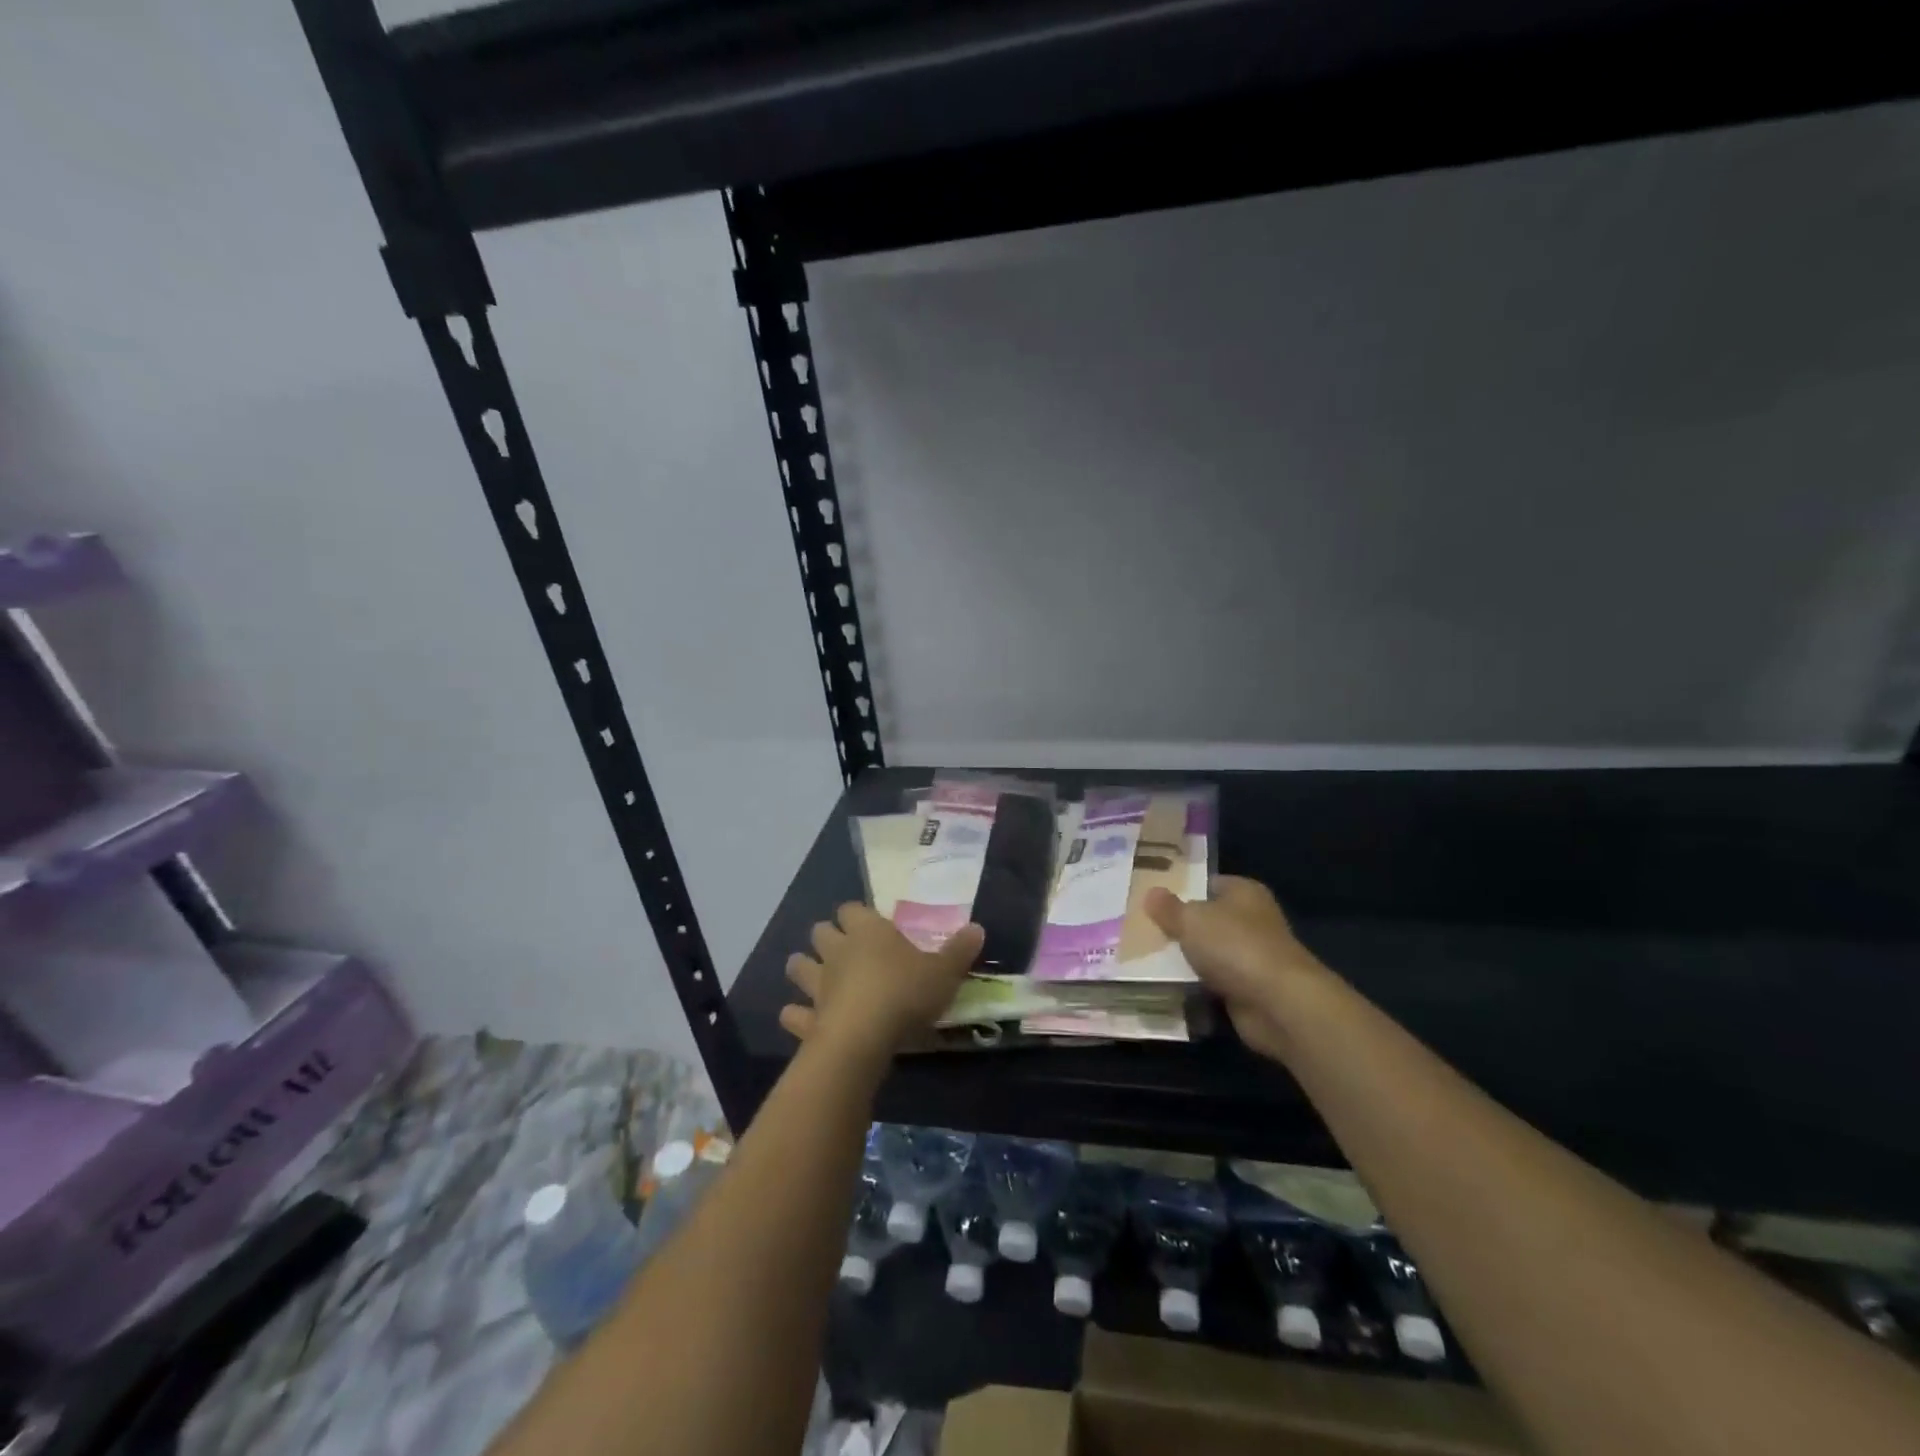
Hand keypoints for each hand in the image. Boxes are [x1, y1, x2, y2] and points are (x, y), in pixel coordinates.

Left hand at [782, 904, 983, 1059]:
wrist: (864, 1038)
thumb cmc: (905, 994)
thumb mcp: (944, 972)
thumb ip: (959, 950)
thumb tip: (977, 928)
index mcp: (868, 931)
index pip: (852, 909)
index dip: (858, 915)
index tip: (870, 924)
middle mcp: (837, 951)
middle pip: (821, 932)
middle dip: (828, 937)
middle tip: (844, 949)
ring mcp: (818, 984)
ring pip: (799, 966)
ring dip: (804, 969)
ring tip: (816, 978)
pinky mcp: (808, 1018)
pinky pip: (793, 1013)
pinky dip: (796, 1015)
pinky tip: (801, 1019)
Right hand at [1144, 876, 1332, 1063]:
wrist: (1278, 1003)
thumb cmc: (1235, 946)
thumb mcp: (1191, 920)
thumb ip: (1169, 908)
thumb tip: (1151, 893)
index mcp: (1244, 892)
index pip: (1209, 884)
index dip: (1182, 890)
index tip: (1153, 900)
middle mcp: (1253, 920)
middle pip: (1209, 920)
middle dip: (1182, 927)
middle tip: (1142, 929)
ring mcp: (1253, 957)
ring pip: (1211, 953)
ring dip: (1188, 960)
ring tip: (1148, 958)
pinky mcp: (1250, 990)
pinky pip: (1215, 983)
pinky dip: (1198, 986)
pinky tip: (1170, 985)